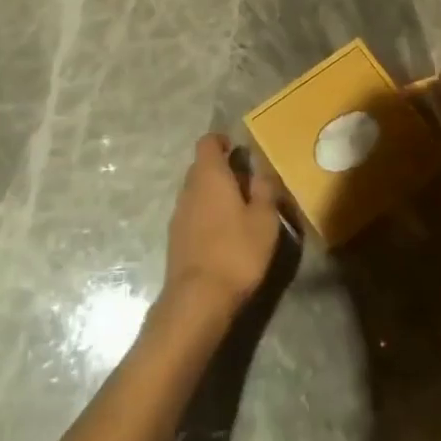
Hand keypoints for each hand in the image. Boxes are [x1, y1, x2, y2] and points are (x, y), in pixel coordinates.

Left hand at [162, 135, 282, 318]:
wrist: (197, 299)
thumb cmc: (236, 252)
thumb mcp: (264, 220)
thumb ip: (265, 190)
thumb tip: (262, 169)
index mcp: (209, 175)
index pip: (208, 142)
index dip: (222, 141)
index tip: (239, 151)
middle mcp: (188, 187)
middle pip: (202, 166)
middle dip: (222, 169)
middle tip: (248, 184)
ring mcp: (178, 213)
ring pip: (197, 191)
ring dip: (215, 194)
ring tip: (240, 211)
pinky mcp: (175, 238)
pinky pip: (193, 213)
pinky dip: (207, 214)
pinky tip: (224, 235)